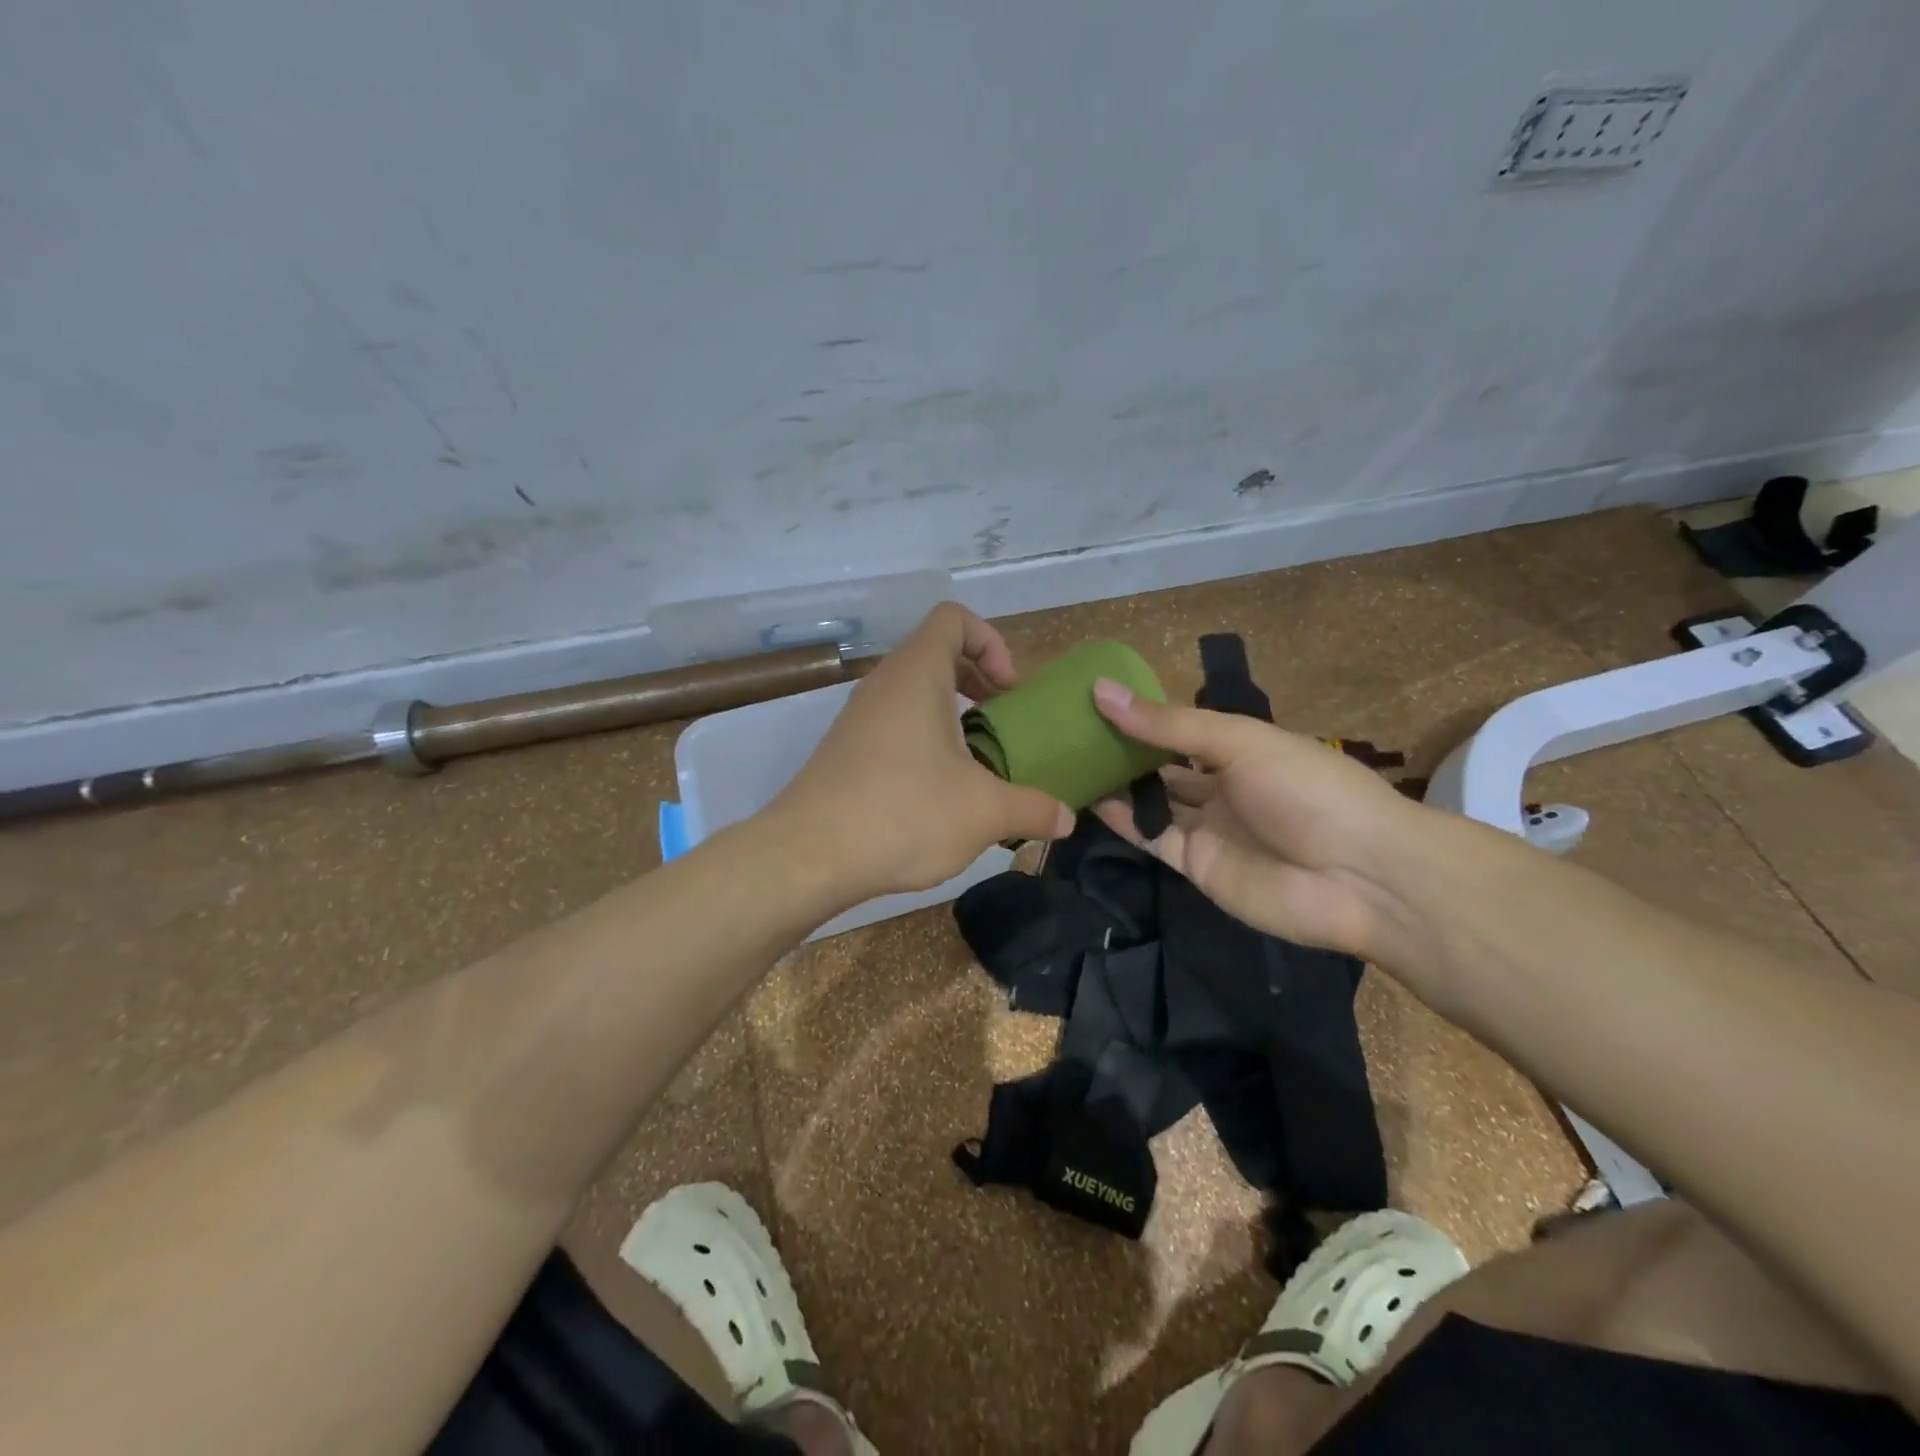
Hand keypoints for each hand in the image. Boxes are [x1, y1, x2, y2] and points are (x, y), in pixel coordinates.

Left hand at [770, 603, 1075, 899]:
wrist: (809, 856)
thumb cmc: (904, 813)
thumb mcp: (984, 812)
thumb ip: (1033, 809)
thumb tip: (1066, 818)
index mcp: (917, 674)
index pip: (954, 618)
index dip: (991, 642)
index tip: (1009, 691)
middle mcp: (883, 684)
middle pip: (936, 654)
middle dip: (978, 681)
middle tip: (1004, 723)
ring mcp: (858, 717)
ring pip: (914, 693)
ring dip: (952, 716)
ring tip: (979, 761)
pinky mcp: (845, 751)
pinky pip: (894, 725)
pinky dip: (924, 740)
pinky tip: (941, 791)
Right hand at [1090, 680, 1422, 957]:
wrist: (1360, 877)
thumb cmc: (1306, 789)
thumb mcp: (1239, 741)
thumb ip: (1168, 724)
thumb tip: (1101, 689)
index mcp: (1241, 748)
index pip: (1180, 729)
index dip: (1141, 717)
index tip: (1093, 702)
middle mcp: (1222, 786)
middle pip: (1163, 766)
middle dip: (1124, 752)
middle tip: (1069, 735)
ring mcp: (1209, 828)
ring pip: (1154, 803)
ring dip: (1117, 786)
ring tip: (1069, 764)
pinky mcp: (1196, 866)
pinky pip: (1153, 839)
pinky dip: (1124, 821)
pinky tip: (1090, 801)